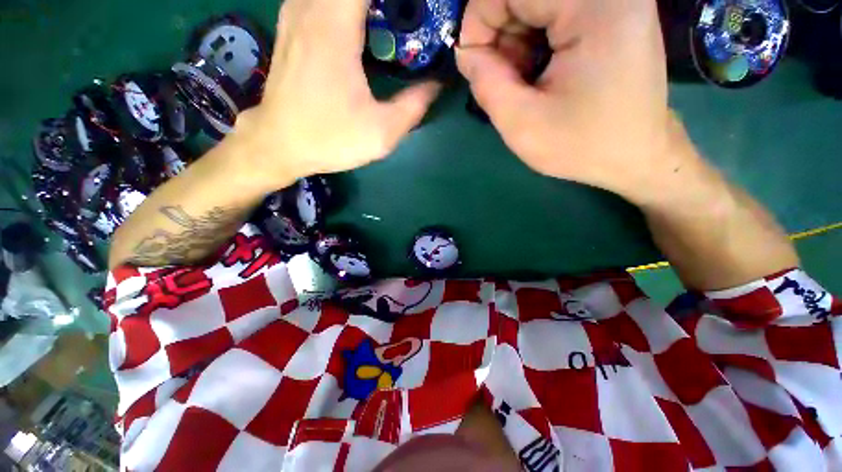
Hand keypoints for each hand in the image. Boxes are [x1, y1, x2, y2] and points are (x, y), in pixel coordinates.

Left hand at [235, 0, 440, 183]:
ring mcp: (295, 13)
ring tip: (387, 24)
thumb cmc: (330, 138)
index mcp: (335, 28)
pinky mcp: (290, 25)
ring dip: (364, 6)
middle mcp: (311, 8)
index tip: (414, 12)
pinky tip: (360, 26)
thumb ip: (413, 106)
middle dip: (383, 5)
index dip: (397, 0)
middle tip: (405, 21)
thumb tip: (436, 84)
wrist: (279, 145)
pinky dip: (343, 6)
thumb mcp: (381, 132)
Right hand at [457, 0, 686, 201]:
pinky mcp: (611, 9)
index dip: (479, 22)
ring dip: (516, 41)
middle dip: (500, 35)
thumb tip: (465, 51)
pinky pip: (553, 12)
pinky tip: (540, 71)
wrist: (635, 154)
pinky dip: (534, 39)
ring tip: (526, 81)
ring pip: (535, 4)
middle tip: (507, 80)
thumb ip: (485, 83)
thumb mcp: (522, 124)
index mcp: (594, 7)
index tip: (476, 66)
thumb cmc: (582, 145)